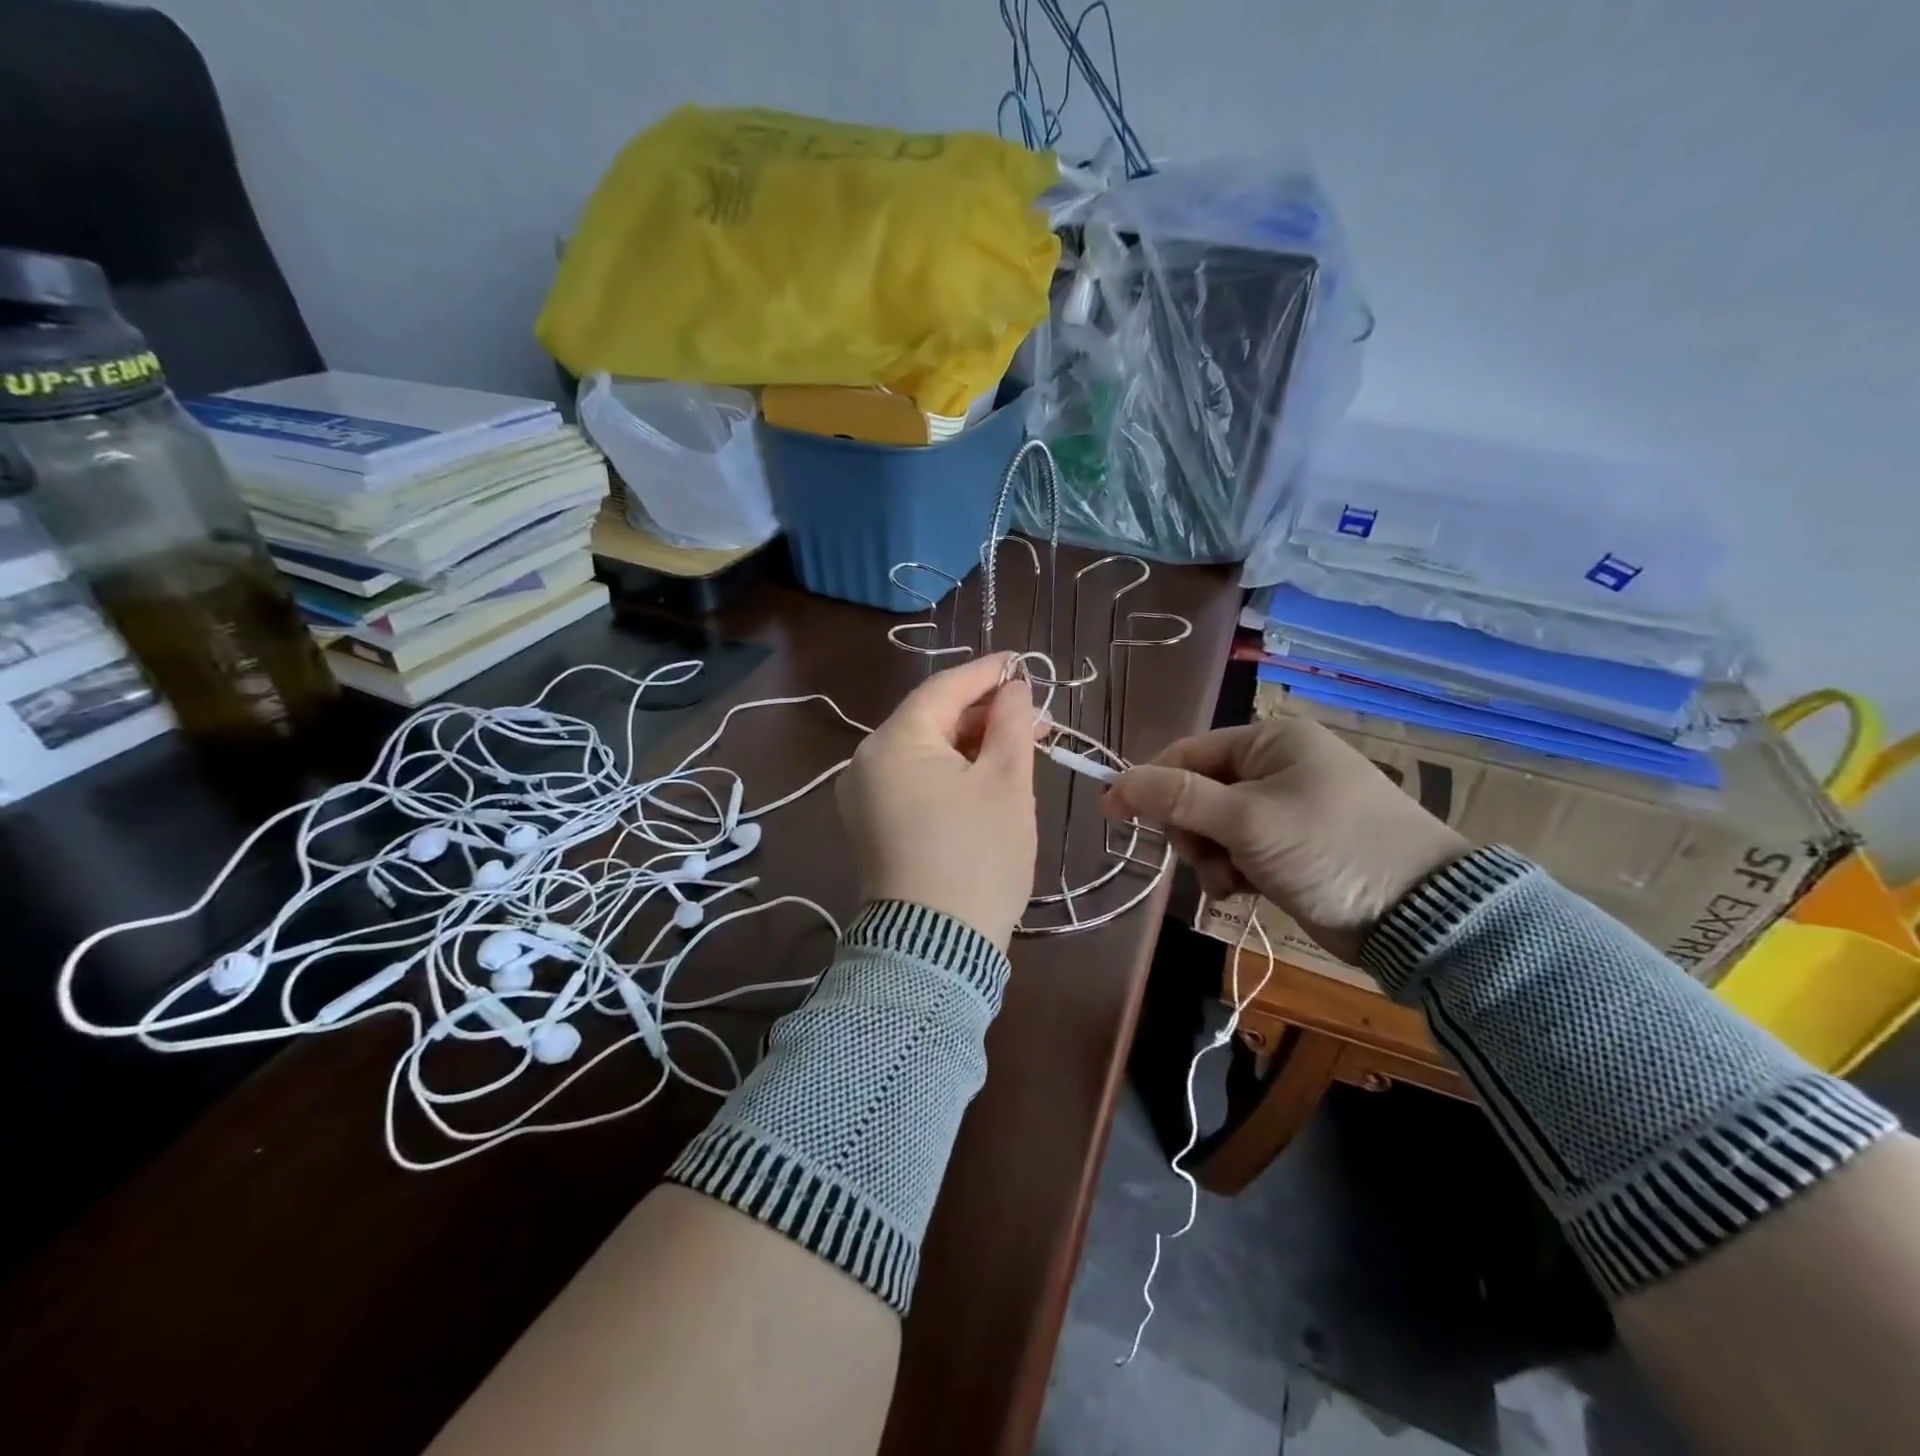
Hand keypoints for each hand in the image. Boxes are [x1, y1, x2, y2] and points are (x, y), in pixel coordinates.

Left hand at [837, 652, 1039, 949]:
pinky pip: (913, 779)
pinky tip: (984, 775)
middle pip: (931, 719)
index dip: (987, 673)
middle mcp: (866, 761)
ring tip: (1018, 746)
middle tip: (1034, 718)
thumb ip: (1009, 724)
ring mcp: (863, 796)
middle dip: (983, 714)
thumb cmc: (977, 857)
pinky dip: (949, 771)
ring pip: (924, 751)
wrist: (936, 948)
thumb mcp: (1005, 783)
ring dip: (969, 743)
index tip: (1024, 664)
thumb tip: (1013, 688)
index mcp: (893, 742)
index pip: (943, 688)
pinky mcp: (872, 824)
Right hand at [1102, 718, 1467, 961]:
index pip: (1189, 752)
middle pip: (1197, 792)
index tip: (1113, 813)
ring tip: (1232, 880)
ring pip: (1214, 827)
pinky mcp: (1293, 848)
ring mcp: (1286, 809)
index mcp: (1271, 742)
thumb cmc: (1329, 848)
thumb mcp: (1246, 820)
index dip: (1149, 782)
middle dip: (1191, 830)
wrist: (1420, 916)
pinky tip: (1245, 891)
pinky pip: (1239, 851)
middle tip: (1202, 855)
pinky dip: (1233, 872)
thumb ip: (1177, 798)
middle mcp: (1277, 768)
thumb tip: (1114, 784)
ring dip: (1211, 857)